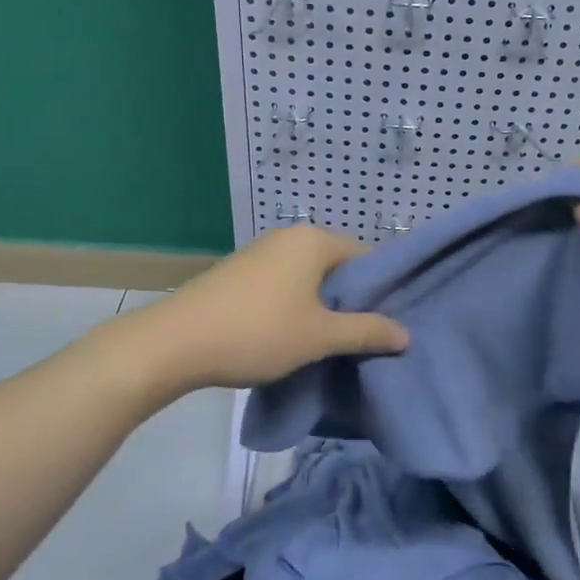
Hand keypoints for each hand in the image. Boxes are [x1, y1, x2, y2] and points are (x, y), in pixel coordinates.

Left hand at [129, 226, 408, 392]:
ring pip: (310, 278)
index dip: (382, 289)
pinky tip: (295, 336)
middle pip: (338, 267)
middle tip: (367, 337)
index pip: (367, 256)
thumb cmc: (258, 332)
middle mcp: (289, 237)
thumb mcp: (320, 336)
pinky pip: (285, 285)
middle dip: (353, 301)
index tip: (390, 322)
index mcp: (314, 240)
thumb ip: (366, 332)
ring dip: (323, 307)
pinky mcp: (240, 273)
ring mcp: (261, 253)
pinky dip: (297, 306)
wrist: (174, 343)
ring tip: (333, 342)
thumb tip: (405, 334)